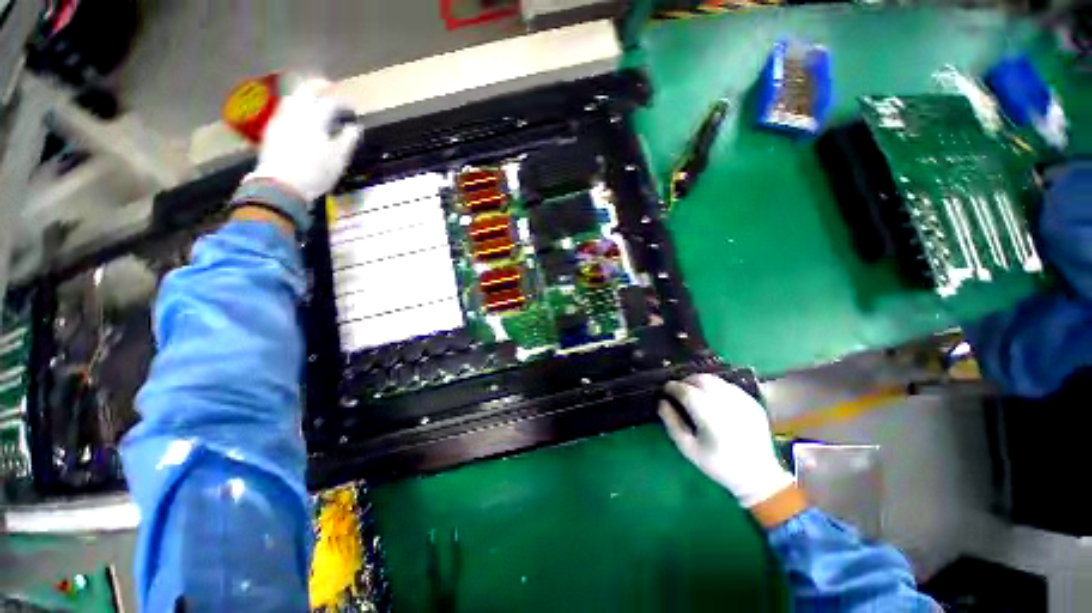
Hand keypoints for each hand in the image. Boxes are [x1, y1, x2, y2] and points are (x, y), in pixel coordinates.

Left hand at [249, 79, 361, 200]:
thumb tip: (355, 128)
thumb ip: (347, 140)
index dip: (344, 103)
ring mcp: (280, 118)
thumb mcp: (338, 159)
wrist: (281, 184)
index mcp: (314, 118)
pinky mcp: (271, 128)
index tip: (353, 109)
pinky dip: (295, 106)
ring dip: (304, 94)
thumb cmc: (315, 172)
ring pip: (292, 97)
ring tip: (314, 100)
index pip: (331, 102)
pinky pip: (284, 109)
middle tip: (329, 87)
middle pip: (306, 89)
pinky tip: (300, 116)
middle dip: (319, 85)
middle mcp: (295, 112)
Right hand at [659, 374, 794, 508]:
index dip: (671, 387)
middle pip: (700, 379)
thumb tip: (661, 402)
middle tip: (678, 391)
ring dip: (699, 382)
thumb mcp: (688, 448)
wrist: (758, 476)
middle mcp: (727, 403)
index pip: (685, 391)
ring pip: (714, 380)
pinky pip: (727, 386)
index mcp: (710, 416)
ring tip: (693, 393)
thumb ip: (672, 422)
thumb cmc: (718, 464)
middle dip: (685, 381)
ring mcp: (742, 401)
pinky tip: (713, 400)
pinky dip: (715, 387)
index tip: (664, 391)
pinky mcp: (752, 401)